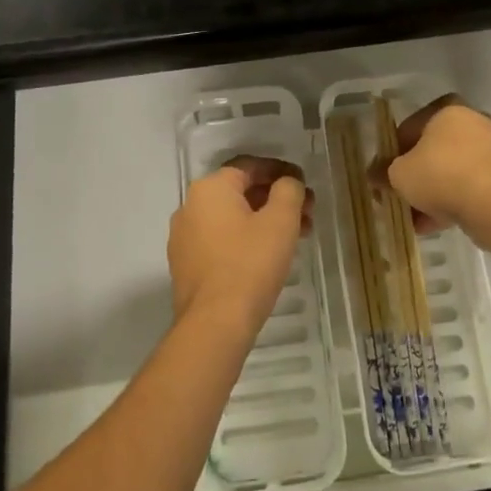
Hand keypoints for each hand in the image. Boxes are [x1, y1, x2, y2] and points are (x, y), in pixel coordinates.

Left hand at [168, 156, 312, 337]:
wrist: (214, 324)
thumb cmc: (250, 264)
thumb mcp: (281, 220)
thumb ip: (288, 190)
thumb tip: (287, 183)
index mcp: (210, 188)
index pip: (250, 166)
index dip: (281, 171)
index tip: (304, 184)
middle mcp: (190, 206)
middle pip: (240, 192)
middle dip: (276, 199)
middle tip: (306, 213)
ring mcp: (184, 237)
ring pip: (231, 218)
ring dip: (264, 221)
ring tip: (295, 238)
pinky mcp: (185, 265)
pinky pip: (220, 240)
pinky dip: (245, 240)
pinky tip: (268, 256)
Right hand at [375, 95, 490, 233]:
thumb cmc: (440, 175)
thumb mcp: (399, 174)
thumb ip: (384, 173)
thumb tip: (373, 175)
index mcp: (447, 111)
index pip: (410, 127)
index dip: (392, 153)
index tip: (384, 175)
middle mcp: (472, 123)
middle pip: (433, 151)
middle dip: (414, 176)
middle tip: (399, 196)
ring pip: (451, 172)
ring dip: (432, 193)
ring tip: (414, 219)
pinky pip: (469, 187)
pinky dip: (452, 202)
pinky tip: (433, 225)